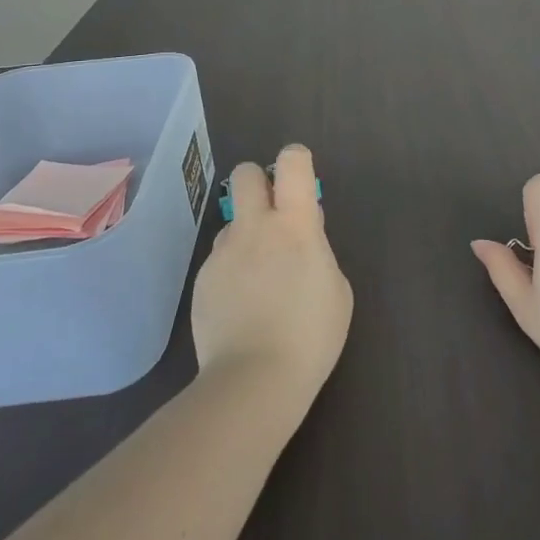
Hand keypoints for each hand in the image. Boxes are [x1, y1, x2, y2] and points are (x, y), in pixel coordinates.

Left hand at [192, 145, 352, 411]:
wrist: (254, 379)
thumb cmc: (311, 334)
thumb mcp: (336, 288)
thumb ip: (318, 249)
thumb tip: (302, 230)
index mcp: (294, 225)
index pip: (291, 163)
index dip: (296, 161)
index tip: (301, 180)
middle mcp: (254, 227)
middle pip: (245, 174)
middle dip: (259, 182)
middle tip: (274, 215)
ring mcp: (223, 253)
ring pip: (232, 222)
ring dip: (246, 236)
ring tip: (259, 280)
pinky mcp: (202, 279)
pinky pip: (220, 260)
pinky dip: (232, 272)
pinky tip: (241, 307)